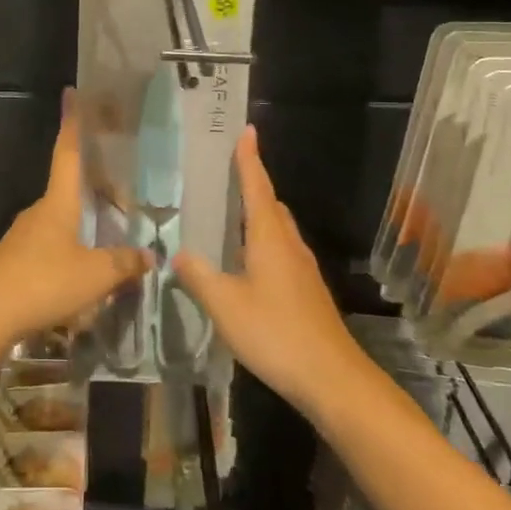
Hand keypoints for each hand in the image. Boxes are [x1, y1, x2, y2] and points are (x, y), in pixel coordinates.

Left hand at [0, 91, 149, 350]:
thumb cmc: (43, 283)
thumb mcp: (95, 276)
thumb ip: (124, 264)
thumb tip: (150, 254)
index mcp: (58, 202)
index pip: (68, 152)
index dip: (73, 123)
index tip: (72, 94)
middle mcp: (40, 211)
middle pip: (70, 187)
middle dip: (95, 186)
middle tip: (124, 193)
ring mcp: (25, 235)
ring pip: (62, 218)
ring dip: (85, 221)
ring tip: (112, 235)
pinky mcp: (17, 260)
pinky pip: (53, 242)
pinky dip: (73, 246)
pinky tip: (86, 269)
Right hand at [173, 126, 362, 414]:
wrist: (331, 378)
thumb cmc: (275, 332)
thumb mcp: (225, 305)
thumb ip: (199, 277)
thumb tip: (178, 254)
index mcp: (270, 238)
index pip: (257, 187)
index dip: (249, 160)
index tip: (247, 131)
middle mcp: (290, 245)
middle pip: (271, 205)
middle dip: (253, 185)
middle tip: (228, 174)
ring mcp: (303, 269)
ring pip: (278, 230)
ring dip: (258, 216)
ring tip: (230, 217)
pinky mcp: (307, 291)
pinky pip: (281, 252)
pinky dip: (263, 243)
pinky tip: (246, 265)